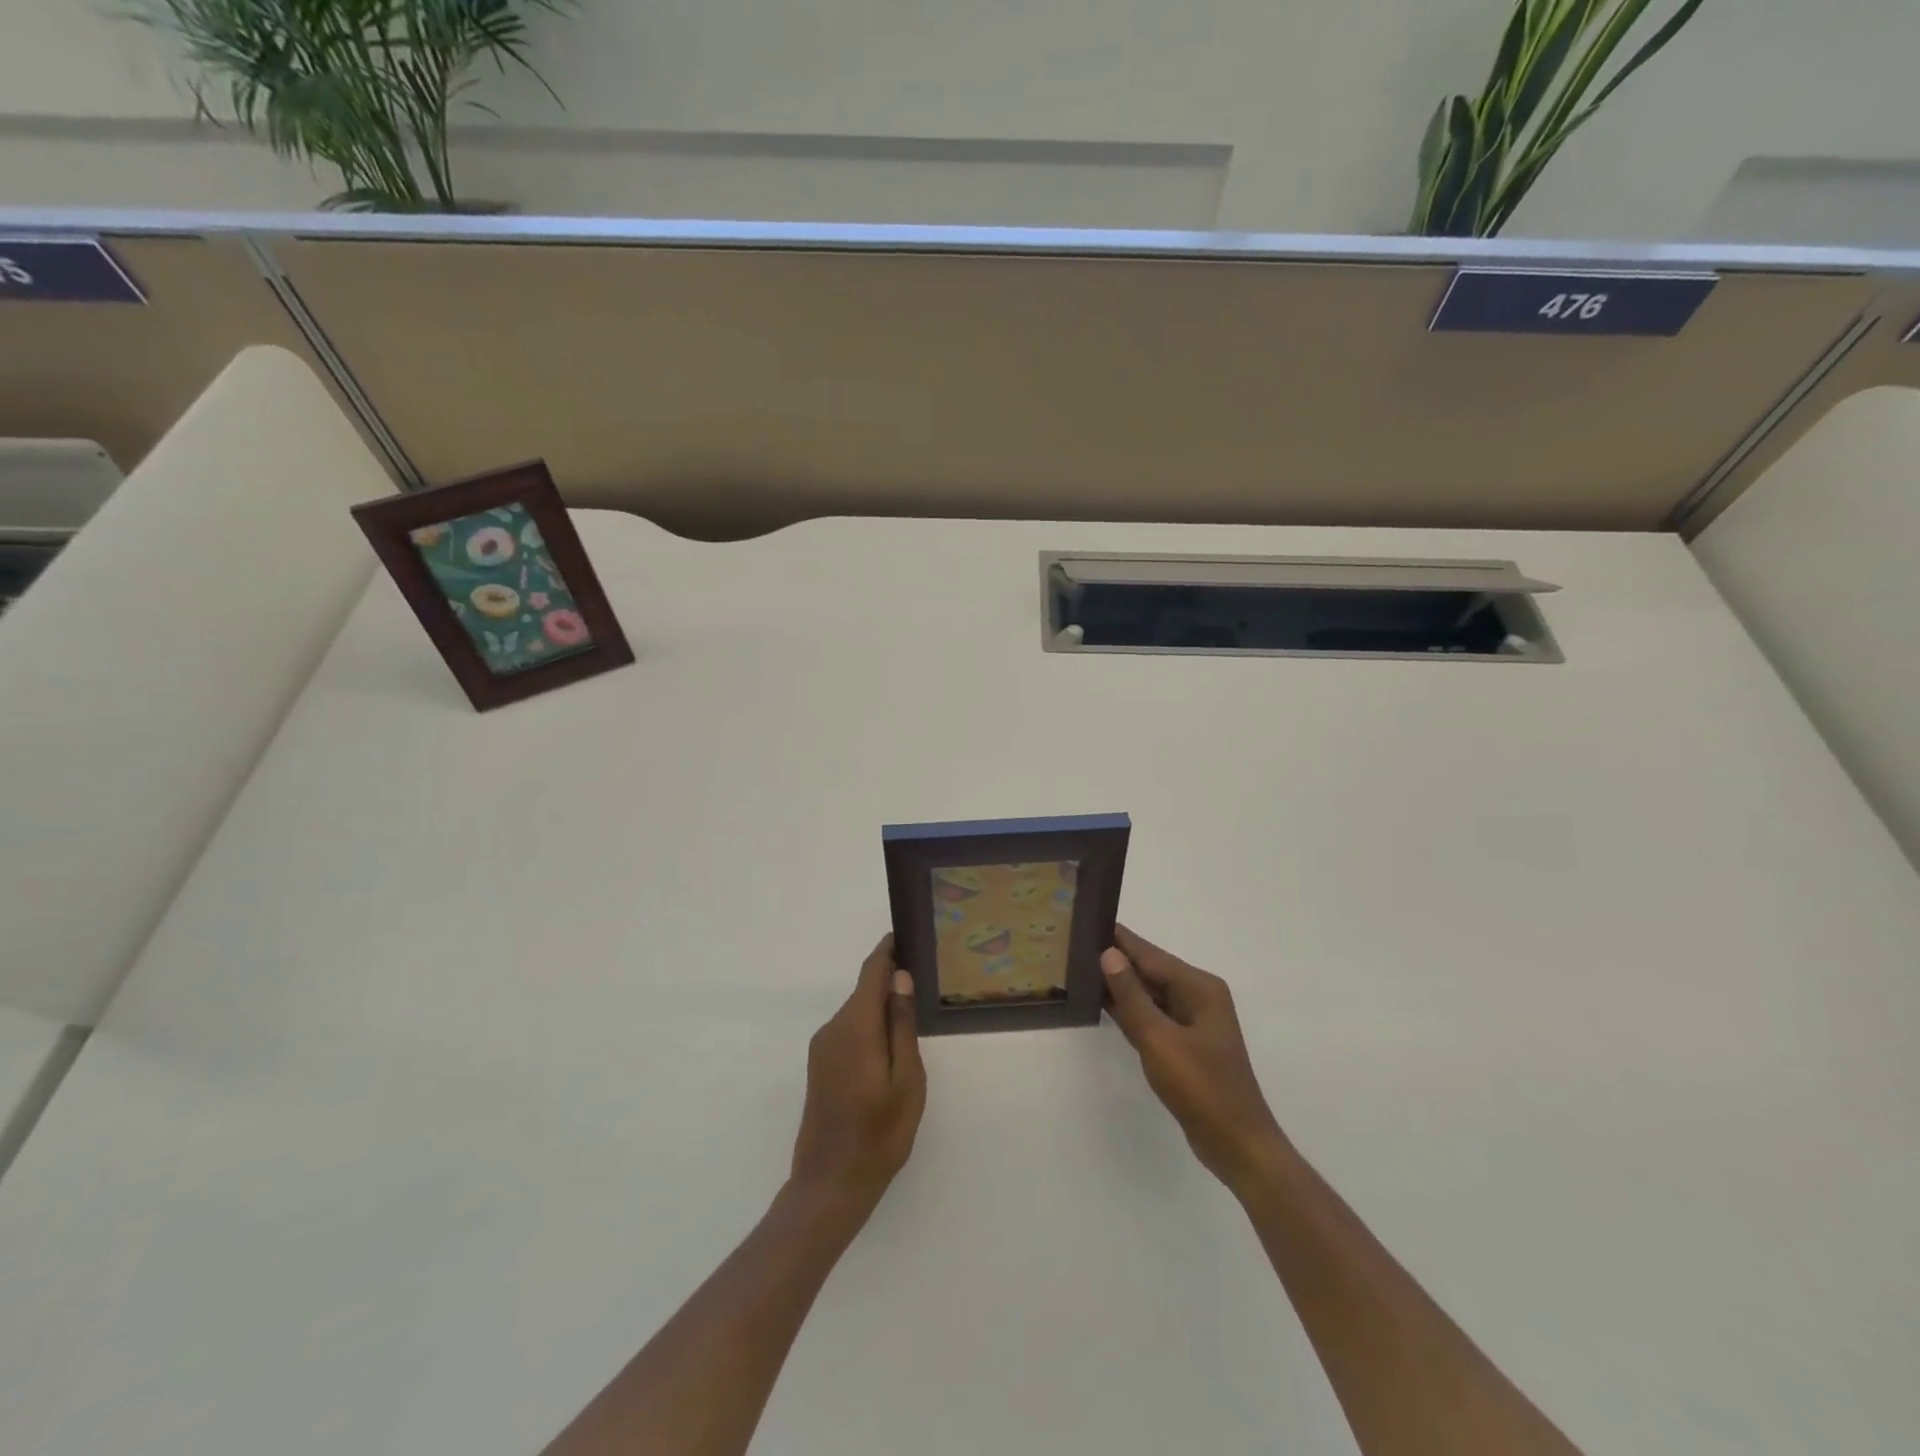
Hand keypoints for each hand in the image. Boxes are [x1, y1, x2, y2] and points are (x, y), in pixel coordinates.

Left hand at [789, 935, 926, 1221]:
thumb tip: (900, 978)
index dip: (887, 951)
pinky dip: (870, 1029)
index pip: (871, 972)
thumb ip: (901, 1024)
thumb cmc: (879, 1133)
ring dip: (881, 1009)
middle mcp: (833, 1029)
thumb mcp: (906, 1079)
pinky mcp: (820, 1066)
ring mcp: (822, 1049)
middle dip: (890, 983)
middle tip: (923, 982)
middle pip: (864, 992)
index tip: (905, 934)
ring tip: (913, 1017)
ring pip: (857, 1013)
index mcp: (855, 1027)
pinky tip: (890, 1049)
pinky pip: (849, 1032)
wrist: (830, 1185)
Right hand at [1101, 925, 1286, 1194]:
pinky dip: (1129, 1009)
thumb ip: (1131, 996)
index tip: (1087, 919)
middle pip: (1150, 970)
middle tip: (1074, 945)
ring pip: (1149, 993)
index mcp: (1199, 987)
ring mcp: (1192, 1020)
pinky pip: (1152, 1015)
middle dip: (1115, 959)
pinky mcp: (1184, 1043)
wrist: (1236, 1145)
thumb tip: (1109, 954)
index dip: (1118, 939)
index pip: (1150, 954)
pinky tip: (1101, 1003)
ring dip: (1119, 985)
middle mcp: (1198, 996)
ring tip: (1079, 967)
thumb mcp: (1159, 1040)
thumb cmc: (1201, 1088)